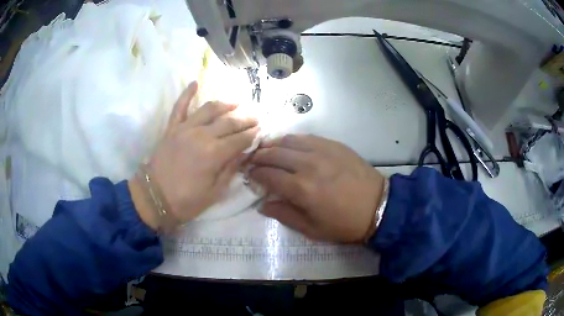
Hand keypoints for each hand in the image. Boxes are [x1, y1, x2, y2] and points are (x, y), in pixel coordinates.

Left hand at [130, 82, 258, 229]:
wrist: (154, 197)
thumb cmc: (186, 200)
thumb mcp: (214, 192)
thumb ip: (230, 169)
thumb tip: (244, 153)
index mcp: (214, 154)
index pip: (239, 139)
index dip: (252, 135)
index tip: (261, 131)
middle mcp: (202, 135)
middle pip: (228, 122)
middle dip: (245, 119)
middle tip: (255, 118)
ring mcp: (185, 129)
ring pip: (209, 109)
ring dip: (225, 104)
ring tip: (236, 103)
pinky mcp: (171, 128)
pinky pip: (179, 107)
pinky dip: (187, 94)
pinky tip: (195, 82)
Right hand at [249, 134, 385, 242]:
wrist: (378, 206)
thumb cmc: (344, 224)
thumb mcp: (312, 229)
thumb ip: (284, 215)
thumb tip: (263, 204)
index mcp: (301, 189)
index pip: (268, 175)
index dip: (255, 174)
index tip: (250, 175)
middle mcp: (308, 165)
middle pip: (274, 154)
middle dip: (259, 156)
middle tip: (253, 160)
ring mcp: (322, 151)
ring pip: (288, 141)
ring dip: (273, 144)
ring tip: (266, 149)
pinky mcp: (334, 145)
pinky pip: (307, 137)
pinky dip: (292, 139)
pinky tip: (289, 144)